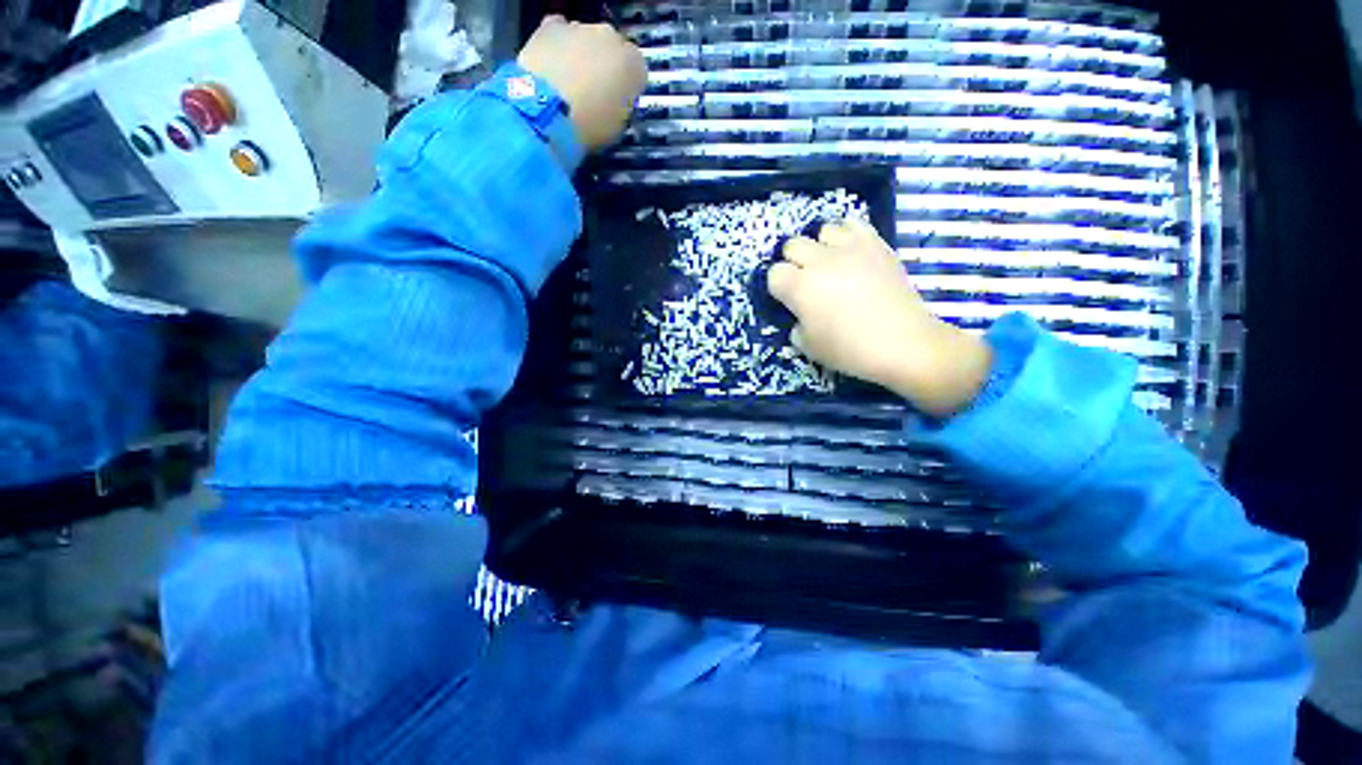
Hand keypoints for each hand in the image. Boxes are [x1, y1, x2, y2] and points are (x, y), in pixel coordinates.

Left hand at [517, 15, 646, 151]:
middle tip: (592, 91)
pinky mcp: (551, 26)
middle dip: (605, 65)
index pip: (637, 71)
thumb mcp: (618, 126)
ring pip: (586, 39)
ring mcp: (581, 27)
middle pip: (612, 48)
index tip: (617, 102)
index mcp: (634, 64)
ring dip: (581, 55)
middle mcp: (611, 37)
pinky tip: (552, 63)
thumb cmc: (591, 125)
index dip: (627, 87)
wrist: (549, 111)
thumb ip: (621, 105)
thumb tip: (614, 100)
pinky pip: (559, 31)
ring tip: (568, 82)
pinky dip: (558, 44)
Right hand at [767, 220, 992, 416]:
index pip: (774, 273)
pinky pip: (853, 224)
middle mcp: (820, 261)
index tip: (789, 299)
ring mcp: (850, 248)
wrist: (902, 342)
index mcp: (799, 288)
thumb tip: (801, 314)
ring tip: (831, 263)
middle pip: (792, 245)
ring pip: (822, 230)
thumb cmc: (849, 350)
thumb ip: (796, 326)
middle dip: (794, 262)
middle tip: (807, 281)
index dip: (779, 286)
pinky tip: (851, 253)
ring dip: (821, 246)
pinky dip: (847, 235)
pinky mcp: (875, 243)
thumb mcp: (809, 347)